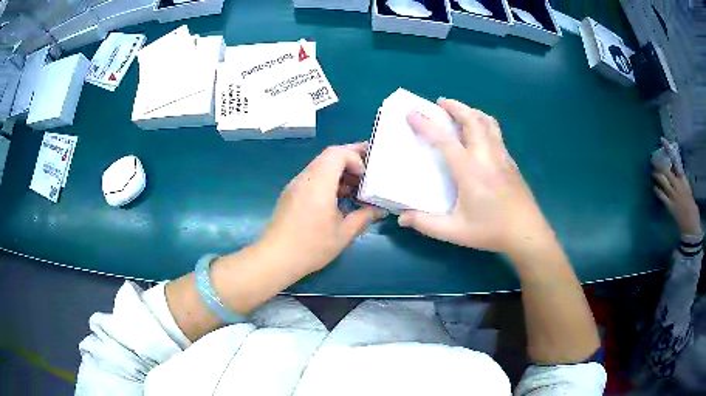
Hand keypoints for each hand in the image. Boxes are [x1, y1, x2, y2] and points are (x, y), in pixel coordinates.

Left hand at [260, 143, 386, 276]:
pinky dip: (328, 180)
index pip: (337, 153)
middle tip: (368, 171)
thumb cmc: (312, 246)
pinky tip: (338, 198)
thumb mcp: (343, 234)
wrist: (276, 258)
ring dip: (339, 171)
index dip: (355, 157)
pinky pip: (312, 178)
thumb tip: (379, 210)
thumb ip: (363, 217)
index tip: (365, 176)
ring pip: (320, 166)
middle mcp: (305, 178)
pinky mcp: (291, 194)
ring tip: (356, 186)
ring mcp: (295, 185)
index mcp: (318, 183)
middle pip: (328, 156)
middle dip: (350, 160)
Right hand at [398, 99, 552, 253]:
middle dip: (455, 106)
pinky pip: (497, 134)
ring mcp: (502, 156)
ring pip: (488, 123)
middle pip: (471, 120)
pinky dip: (485, 124)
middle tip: (440, 102)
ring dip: (472, 111)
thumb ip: (426, 224)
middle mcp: (486, 156)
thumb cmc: (491, 231)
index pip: (444, 140)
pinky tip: (481, 135)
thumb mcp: (455, 232)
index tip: (412, 113)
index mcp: (470, 170)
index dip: (426, 124)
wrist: (526, 232)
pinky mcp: (511, 162)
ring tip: (461, 111)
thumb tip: (401, 218)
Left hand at [653, 142, 701, 235]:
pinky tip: (654, 188)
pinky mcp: (670, 206)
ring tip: (652, 173)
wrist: (691, 225)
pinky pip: (661, 196)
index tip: (662, 140)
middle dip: (659, 165)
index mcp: (684, 180)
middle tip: (653, 161)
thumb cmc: (692, 208)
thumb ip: (682, 183)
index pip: (675, 161)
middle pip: (666, 170)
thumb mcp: (688, 190)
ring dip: (656, 176)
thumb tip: (677, 177)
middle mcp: (678, 185)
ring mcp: (673, 195)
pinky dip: (657, 190)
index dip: (668, 150)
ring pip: (662, 181)